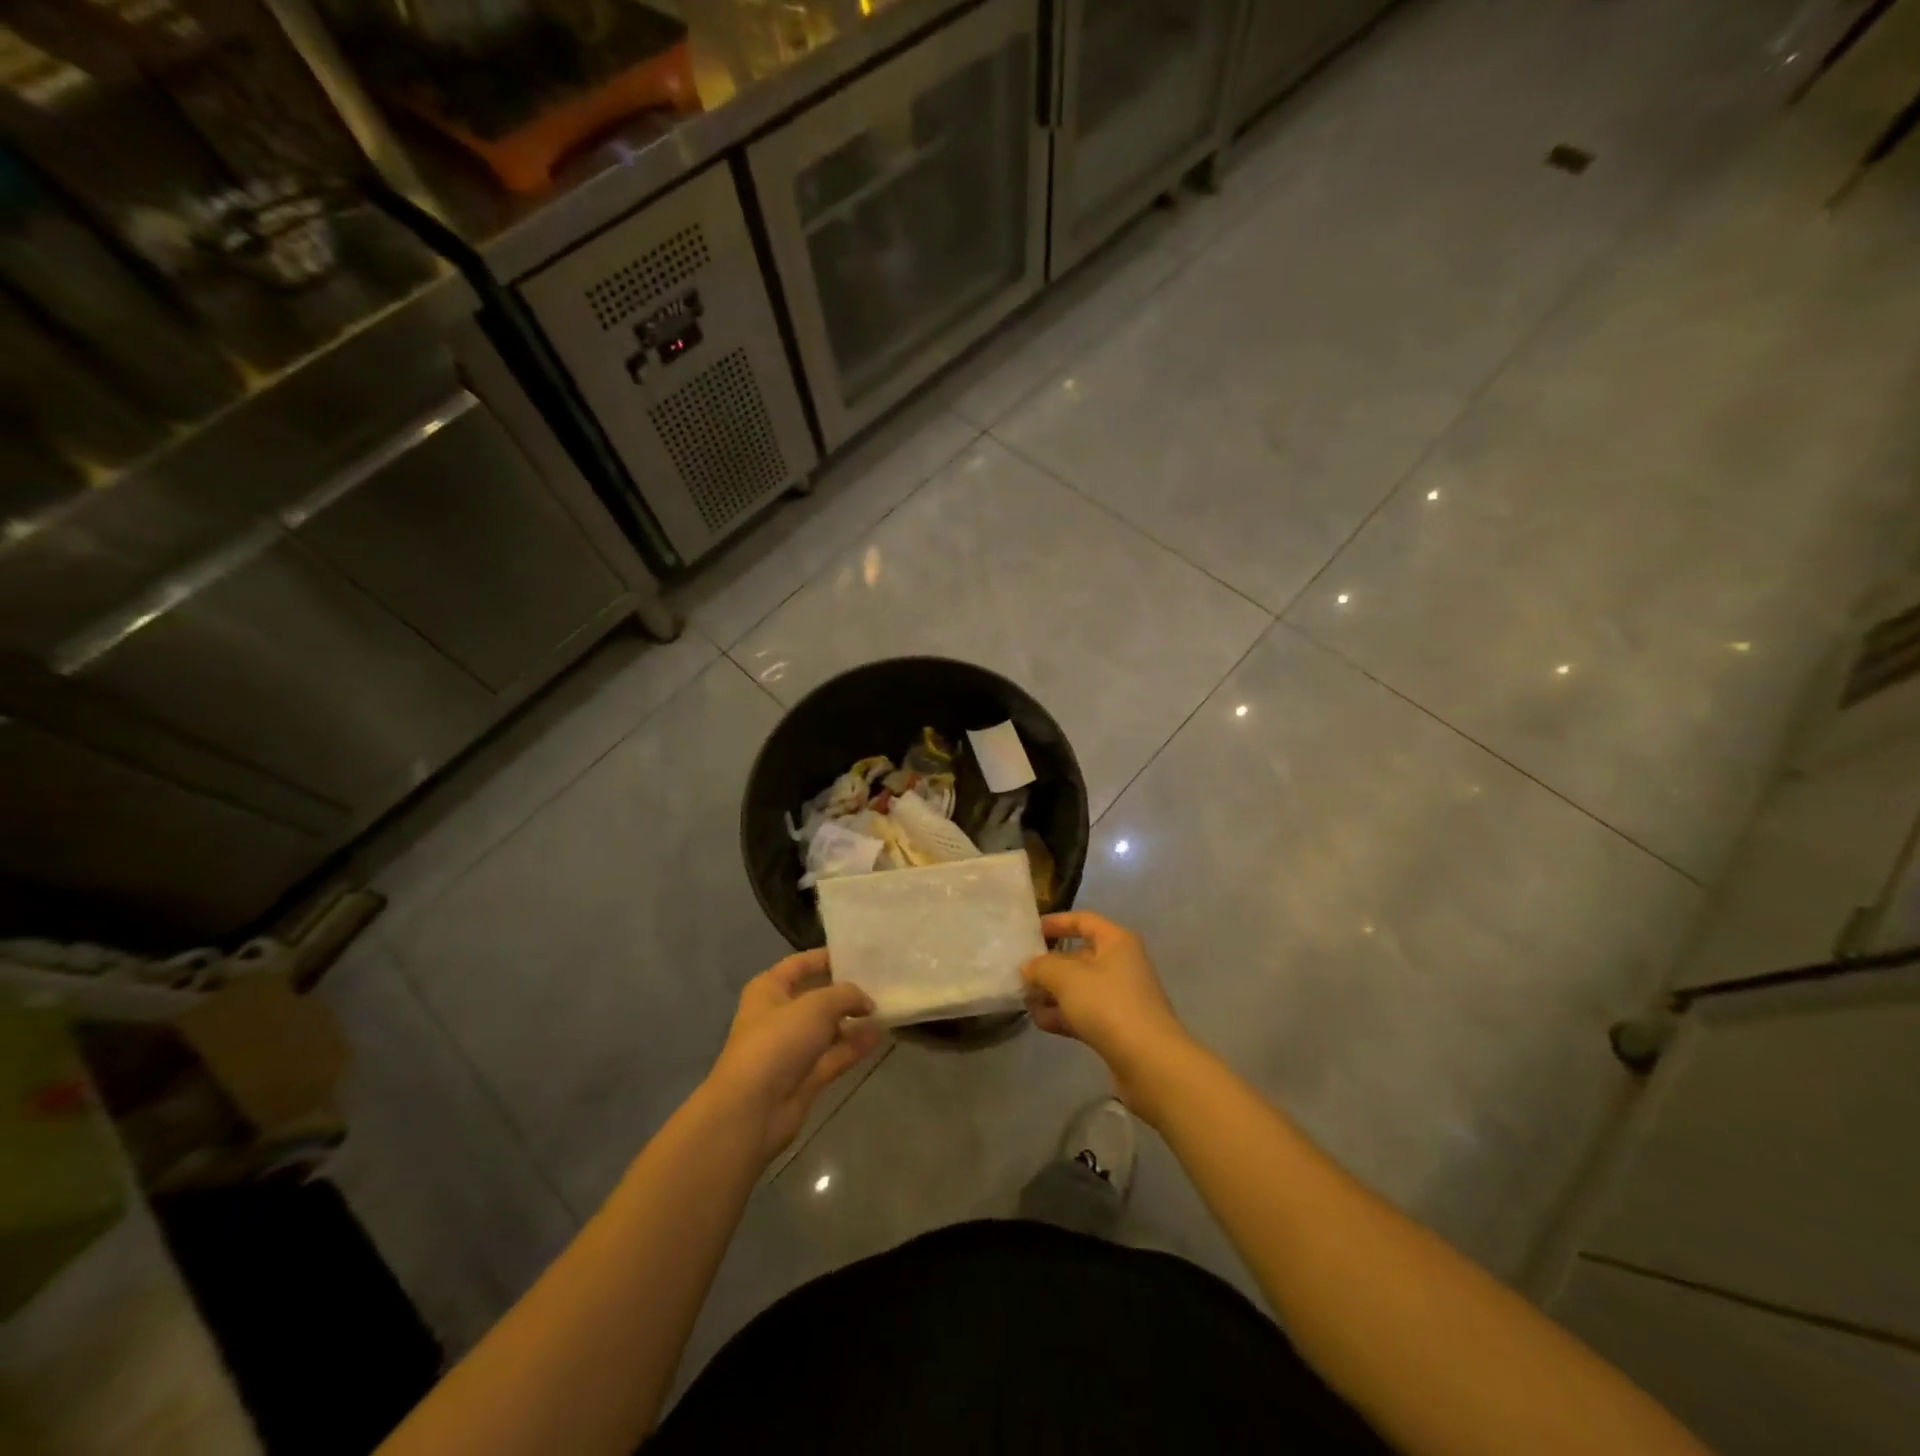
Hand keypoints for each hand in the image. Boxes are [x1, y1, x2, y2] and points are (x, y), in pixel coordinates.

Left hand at [707, 949, 880, 1161]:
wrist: (753, 1109)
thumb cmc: (778, 1041)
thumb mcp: (817, 1005)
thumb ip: (846, 995)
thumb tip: (867, 1002)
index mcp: (770, 989)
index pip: (801, 964)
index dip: (829, 958)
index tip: (862, 956)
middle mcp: (779, 1015)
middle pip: (818, 996)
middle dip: (847, 991)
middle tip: (882, 982)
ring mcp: (793, 1048)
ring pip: (828, 1028)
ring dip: (854, 1021)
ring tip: (886, 1009)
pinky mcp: (805, 1076)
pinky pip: (834, 1054)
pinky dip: (854, 1046)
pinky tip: (879, 1036)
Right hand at [1021, 912, 1192, 1109]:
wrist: (1150, 1062)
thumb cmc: (1109, 1005)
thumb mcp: (1067, 978)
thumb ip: (1042, 967)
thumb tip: (1028, 967)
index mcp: (1116, 942)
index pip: (1083, 921)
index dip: (1056, 922)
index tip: (1030, 931)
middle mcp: (1120, 964)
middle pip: (1078, 956)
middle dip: (1048, 965)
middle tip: (1018, 973)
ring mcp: (1119, 997)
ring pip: (1078, 987)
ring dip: (1052, 993)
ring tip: (1023, 1000)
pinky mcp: (1116, 1027)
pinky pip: (1083, 1013)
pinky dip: (1062, 1015)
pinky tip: (1040, 1022)